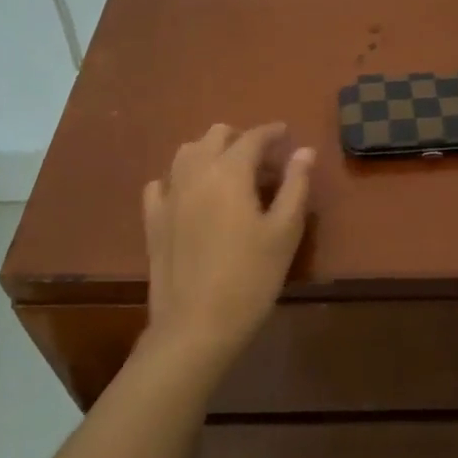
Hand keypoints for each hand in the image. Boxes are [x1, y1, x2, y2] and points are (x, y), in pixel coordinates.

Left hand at [141, 123, 313, 369]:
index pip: (253, 137)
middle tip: (263, 159)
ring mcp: (168, 196)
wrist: (196, 325)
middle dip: (241, 138)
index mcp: (230, 172)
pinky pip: (162, 183)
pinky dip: (180, 178)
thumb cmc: (251, 277)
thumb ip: (295, 185)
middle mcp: (194, 173)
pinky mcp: (152, 220)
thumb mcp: (285, 231)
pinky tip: (191, 194)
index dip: (272, 132)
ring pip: (186, 152)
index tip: (287, 134)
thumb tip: (305, 151)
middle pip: (215, 136)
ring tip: (230, 173)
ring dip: (210, 152)